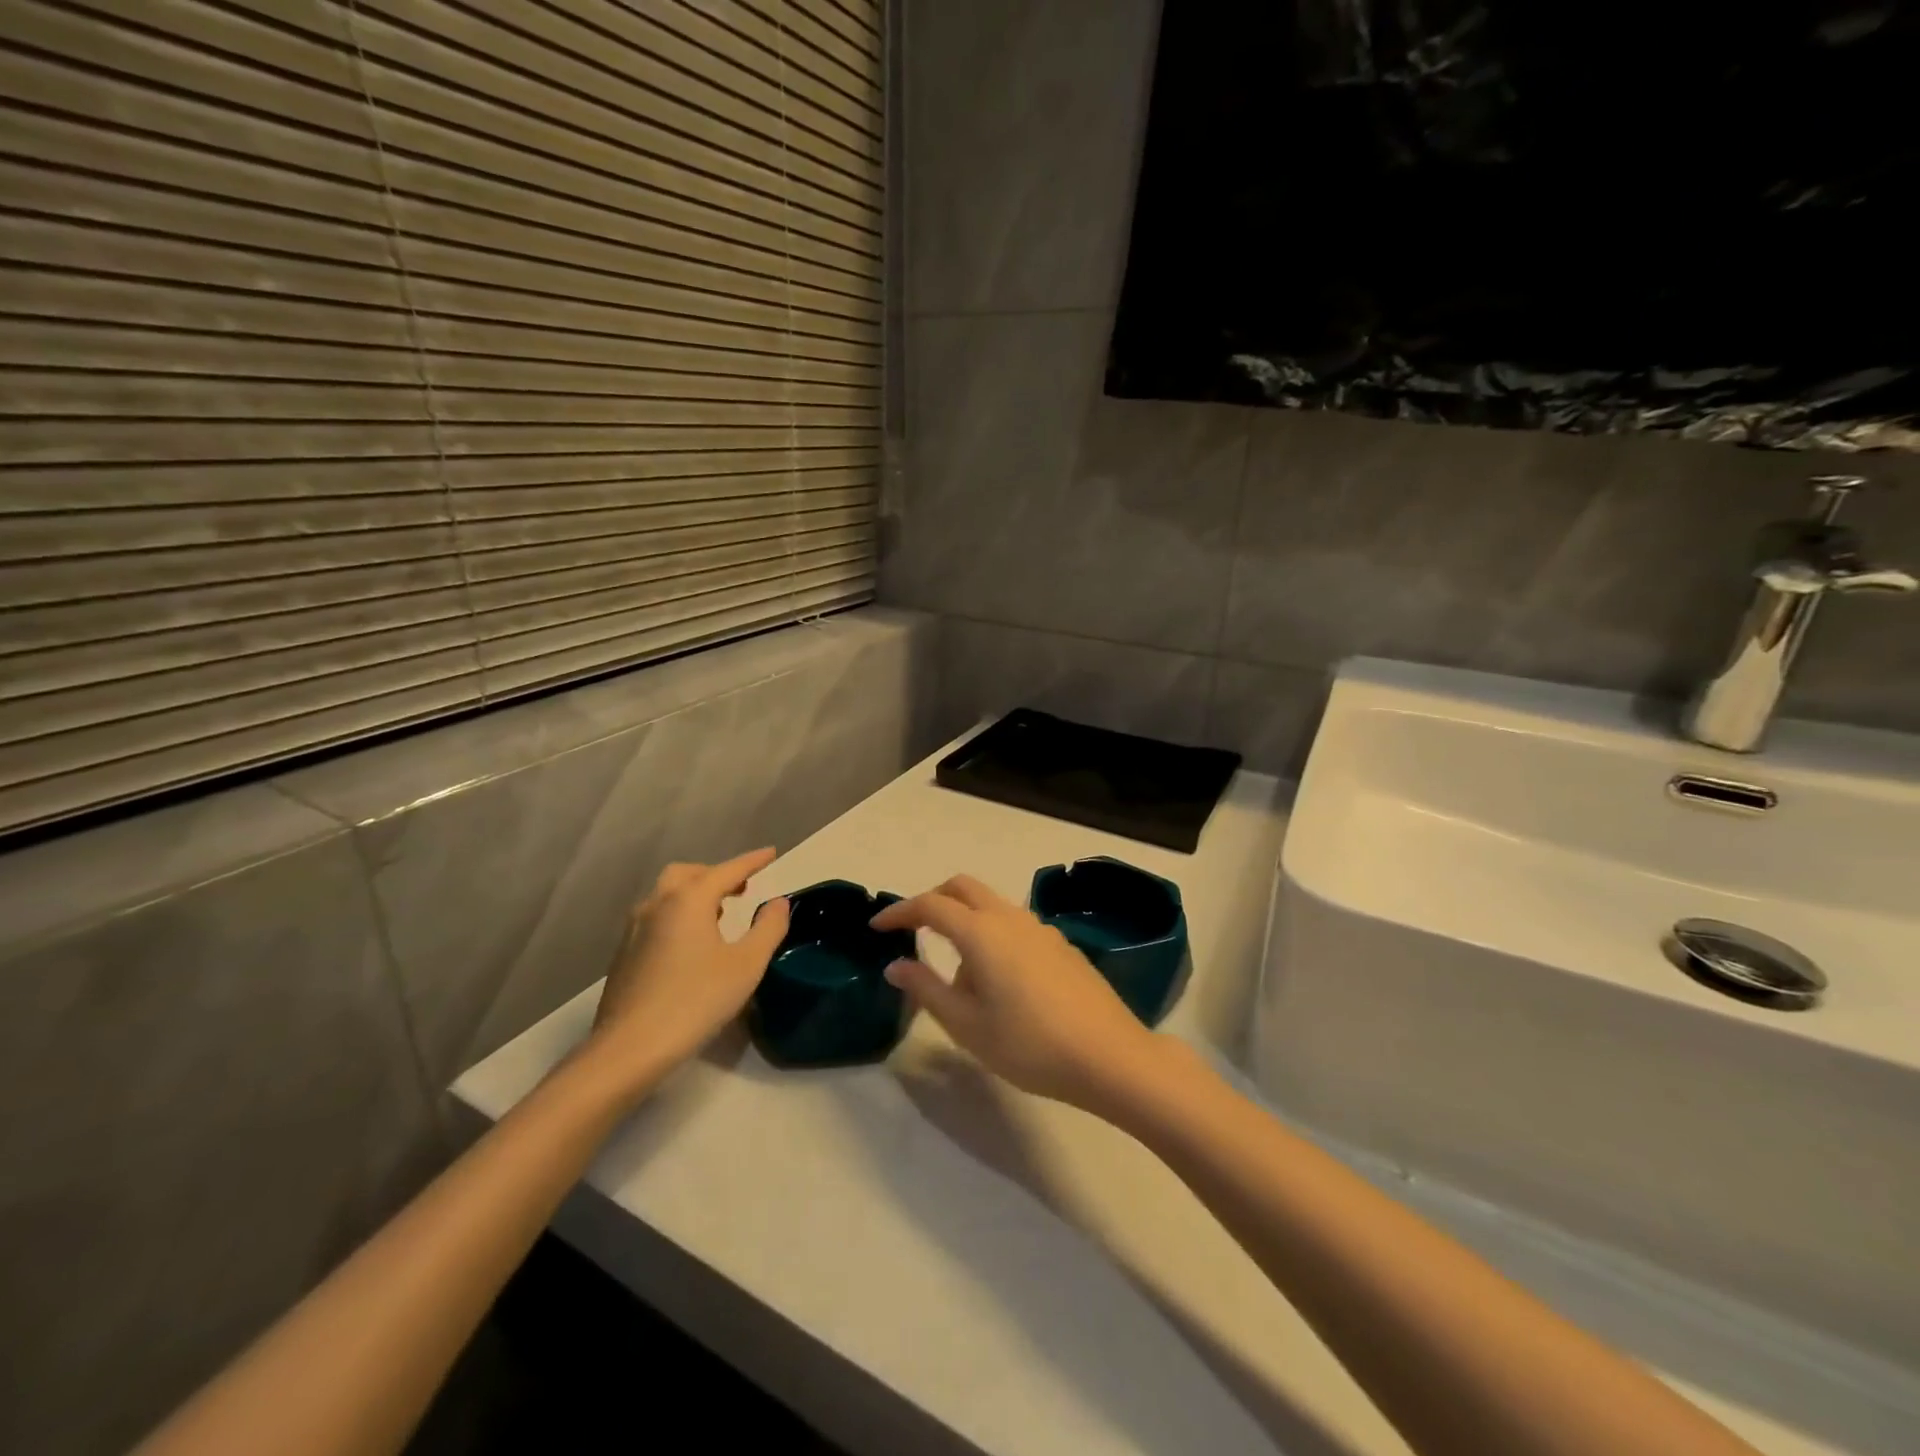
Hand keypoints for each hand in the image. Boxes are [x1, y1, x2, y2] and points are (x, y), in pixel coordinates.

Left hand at [585, 848, 790, 1085]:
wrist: (629, 1049)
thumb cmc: (695, 1001)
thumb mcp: (746, 965)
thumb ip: (768, 928)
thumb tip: (777, 903)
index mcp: (688, 900)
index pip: (727, 869)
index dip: (752, 861)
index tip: (771, 853)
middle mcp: (657, 904)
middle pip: (688, 874)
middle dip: (716, 874)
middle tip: (741, 888)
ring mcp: (634, 930)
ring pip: (666, 895)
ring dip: (694, 894)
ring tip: (718, 914)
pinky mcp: (623, 955)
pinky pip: (655, 918)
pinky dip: (677, 915)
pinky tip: (690, 944)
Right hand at [872, 874, 1164, 1112]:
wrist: (1108, 1055)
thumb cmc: (1028, 1044)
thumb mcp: (967, 1025)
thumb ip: (927, 989)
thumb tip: (895, 965)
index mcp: (981, 932)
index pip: (930, 905)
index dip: (900, 912)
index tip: (877, 927)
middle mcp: (1009, 917)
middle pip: (963, 888)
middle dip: (933, 900)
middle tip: (912, 930)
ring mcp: (1040, 927)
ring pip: (991, 904)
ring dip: (965, 919)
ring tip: (957, 971)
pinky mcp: (1060, 944)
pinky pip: (1014, 923)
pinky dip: (992, 933)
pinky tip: (999, 979)